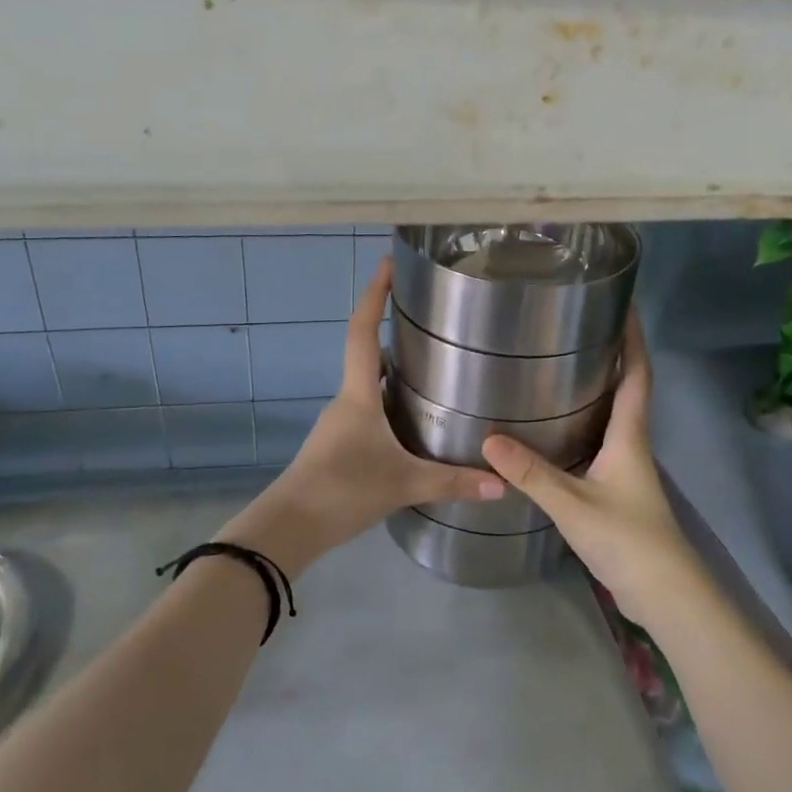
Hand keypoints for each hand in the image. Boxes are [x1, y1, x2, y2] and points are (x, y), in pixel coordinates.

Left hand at [225, 259, 504, 573]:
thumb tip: (502, 484)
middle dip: (388, 328)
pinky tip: (410, 417)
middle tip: (427, 316)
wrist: (289, 527)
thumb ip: (452, 482)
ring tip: (429, 363)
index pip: (362, 332)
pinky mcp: (336, 445)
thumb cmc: (343, 490)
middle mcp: (345, 401)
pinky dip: (387, 399)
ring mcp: (338, 423)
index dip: (374, 295)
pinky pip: (366, 409)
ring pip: (366, 384)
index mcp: (357, 395)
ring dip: (390, 367)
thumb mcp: (403, 484)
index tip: (387, 264)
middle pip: (364, 353)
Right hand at [481, 315, 709, 628]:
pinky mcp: (614, 491)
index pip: (637, 376)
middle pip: (626, 391)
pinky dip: (580, 427)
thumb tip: (488, 440)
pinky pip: (596, 445)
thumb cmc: (628, 540)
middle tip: (576, 330)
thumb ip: (532, 474)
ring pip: (610, 419)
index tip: (626, 306)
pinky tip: (552, 431)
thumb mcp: (574, 504)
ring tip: (558, 369)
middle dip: (611, 357)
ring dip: (594, 391)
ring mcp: (624, 470)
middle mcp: (631, 446)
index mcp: (629, 437)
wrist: (663, 594)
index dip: (634, 340)